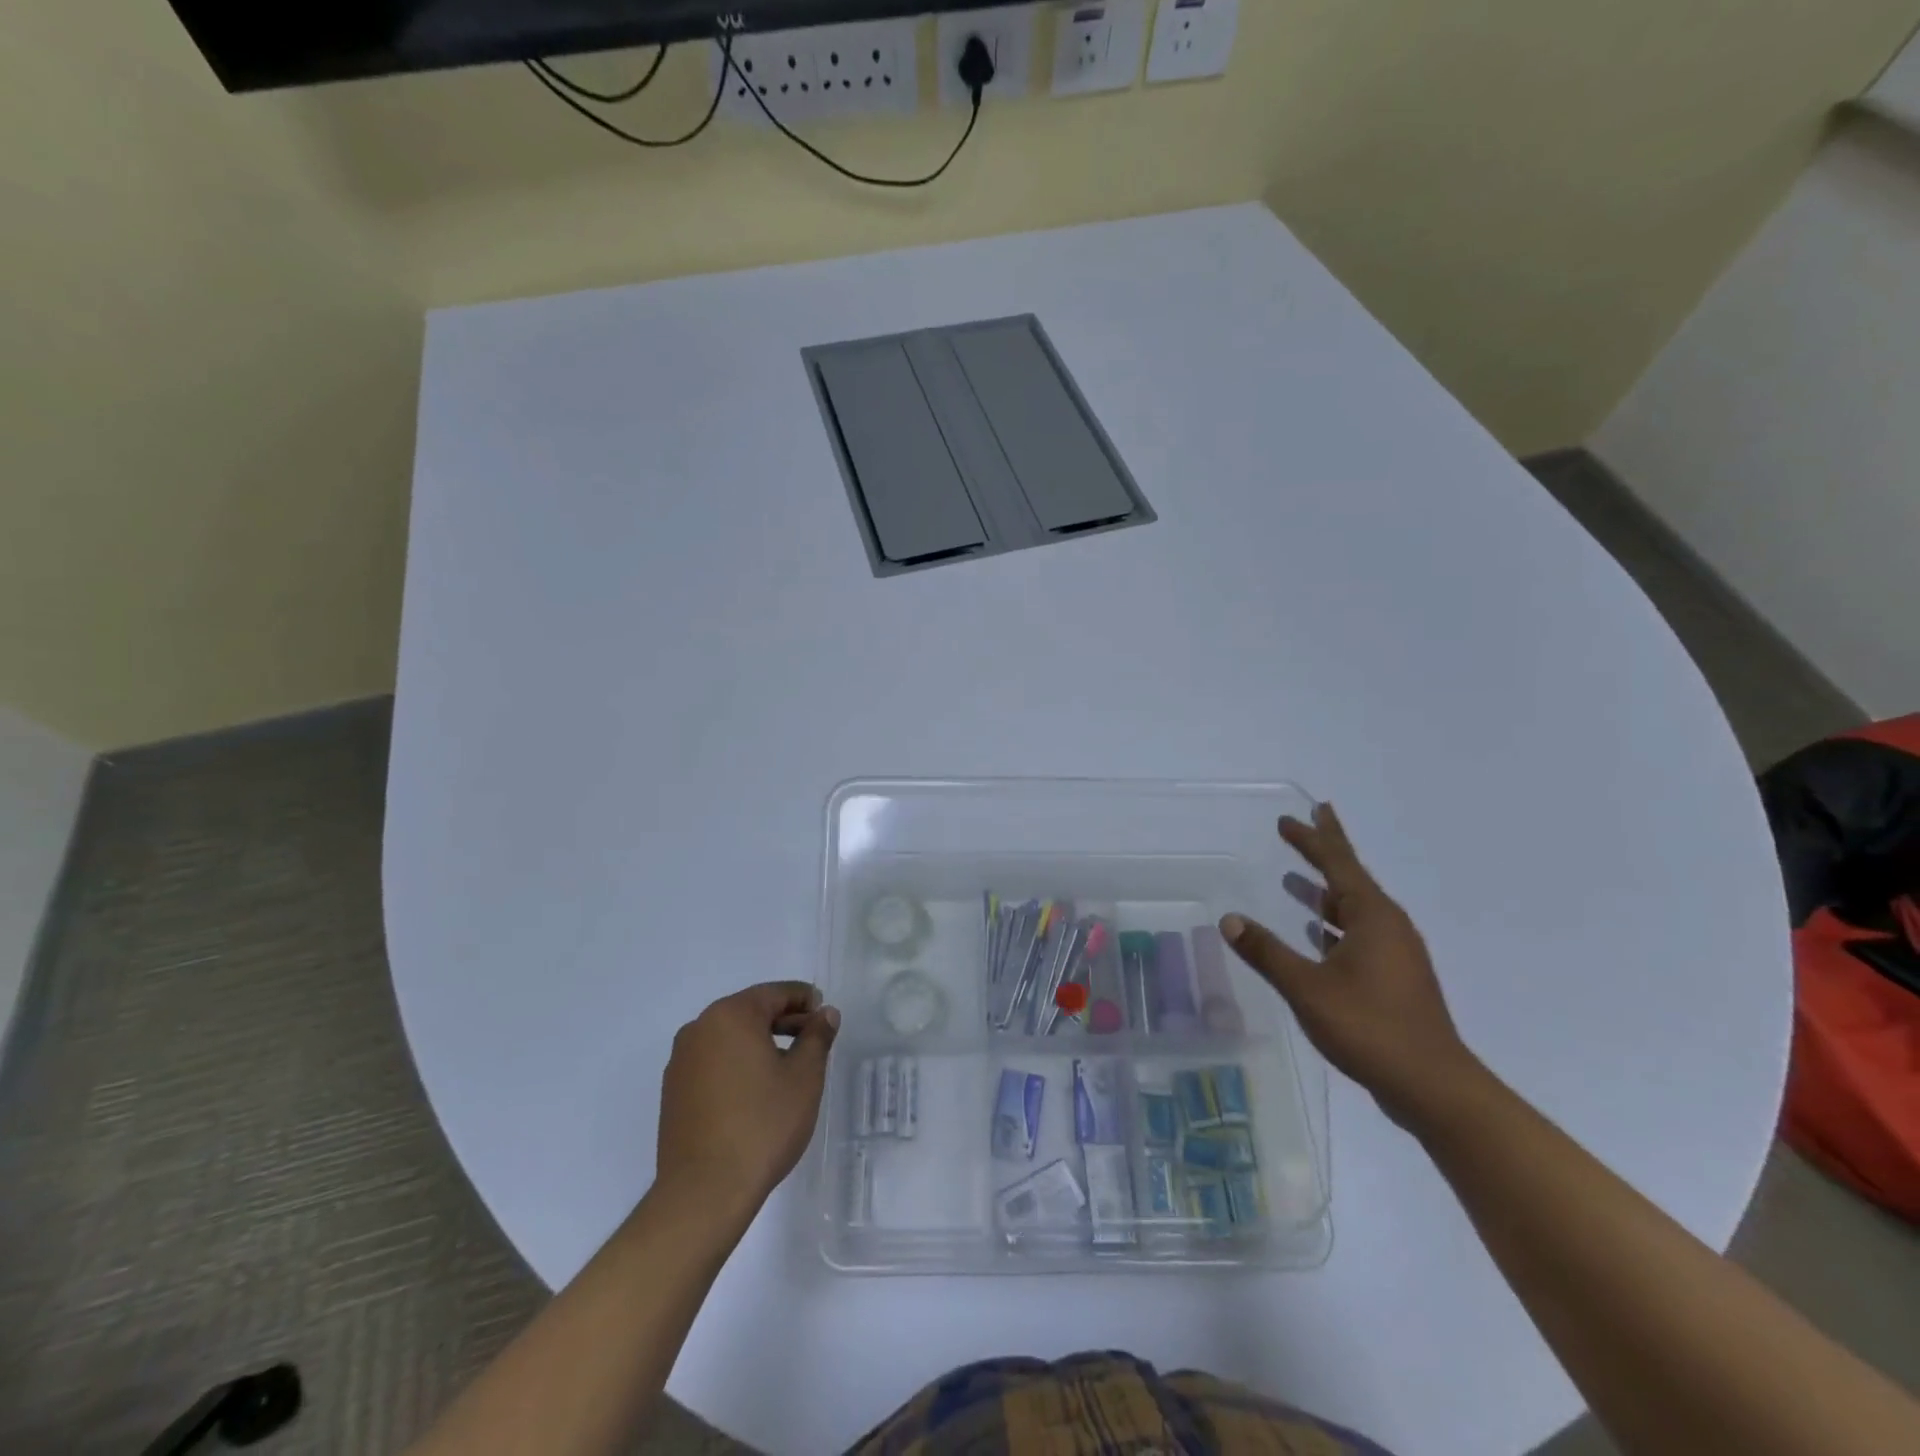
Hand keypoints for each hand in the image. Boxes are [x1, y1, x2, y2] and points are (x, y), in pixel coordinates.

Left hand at [656, 982, 839, 1218]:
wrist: (703, 1192)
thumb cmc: (762, 1125)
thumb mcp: (804, 1077)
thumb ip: (817, 1037)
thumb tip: (825, 1014)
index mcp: (731, 1015)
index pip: (775, 993)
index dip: (804, 1000)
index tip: (824, 1017)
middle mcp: (699, 1028)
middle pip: (750, 1012)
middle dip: (784, 1021)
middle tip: (813, 1040)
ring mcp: (681, 1061)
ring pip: (730, 1038)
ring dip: (760, 1043)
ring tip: (788, 1068)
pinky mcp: (673, 1092)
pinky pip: (713, 1062)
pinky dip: (737, 1065)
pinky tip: (756, 1092)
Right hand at [1221, 803, 1481, 1128]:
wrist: (1433, 1087)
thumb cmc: (1370, 1028)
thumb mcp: (1308, 988)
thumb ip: (1267, 952)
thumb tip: (1230, 920)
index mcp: (1373, 918)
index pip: (1339, 864)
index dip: (1314, 838)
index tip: (1295, 816)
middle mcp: (1388, 927)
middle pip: (1350, 879)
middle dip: (1324, 852)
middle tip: (1304, 824)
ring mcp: (1395, 954)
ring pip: (1353, 909)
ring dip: (1324, 893)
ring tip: (1295, 880)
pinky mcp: (1394, 978)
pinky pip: (1358, 934)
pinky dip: (1333, 925)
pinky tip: (1315, 933)